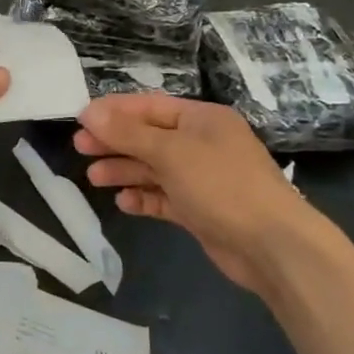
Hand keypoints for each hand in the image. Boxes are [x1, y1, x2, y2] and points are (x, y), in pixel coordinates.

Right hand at [74, 95, 316, 298]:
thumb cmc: (222, 185)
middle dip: (115, 142)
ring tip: (94, 178)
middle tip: (80, 148)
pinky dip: (144, 198)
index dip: (115, 111)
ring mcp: (202, 179)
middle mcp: (202, 144)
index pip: (150, 107)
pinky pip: (165, 198)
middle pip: (149, 137)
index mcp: (202, 119)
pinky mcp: (201, 210)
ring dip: (125, 171)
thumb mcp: (171, 152)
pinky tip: (123, 203)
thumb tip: (89, 112)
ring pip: (155, 169)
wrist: (273, 246)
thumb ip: (128, 133)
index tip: (81, 119)